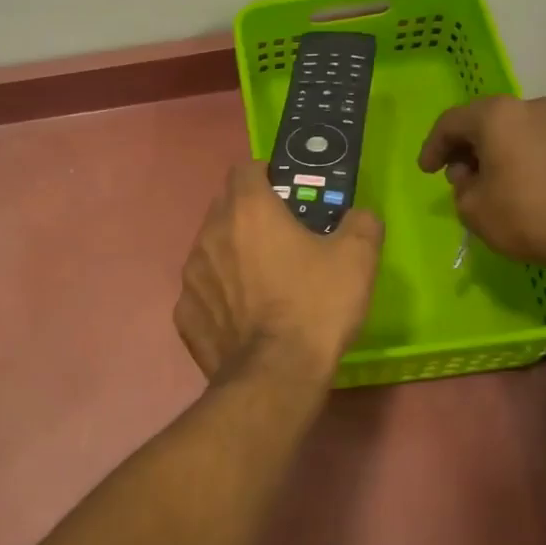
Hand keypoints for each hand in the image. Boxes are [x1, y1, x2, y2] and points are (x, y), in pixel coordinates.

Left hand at [174, 163, 383, 381]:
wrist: (276, 376)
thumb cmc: (316, 306)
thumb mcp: (358, 259)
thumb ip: (360, 223)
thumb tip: (357, 216)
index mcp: (248, 210)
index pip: (246, 169)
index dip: (268, 174)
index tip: (287, 193)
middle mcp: (210, 233)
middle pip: (226, 207)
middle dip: (250, 215)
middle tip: (282, 238)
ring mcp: (191, 275)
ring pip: (210, 248)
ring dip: (231, 255)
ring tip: (261, 282)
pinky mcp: (184, 312)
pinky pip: (203, 292)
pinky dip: (219, 296)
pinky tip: (242, 316)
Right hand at [417, 95, 545, 278]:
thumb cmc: (527, 216)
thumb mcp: (472, 208)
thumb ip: (461, 185)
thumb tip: (472, 174)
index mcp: (497, 116)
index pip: (451, 122)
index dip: (433, 146)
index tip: (426, 171)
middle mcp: (531, 107)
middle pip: (487, 121)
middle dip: (467, 146)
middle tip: (458, 175)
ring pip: (517, 131)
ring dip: (499, 151)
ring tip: (493, 182)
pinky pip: (543, 144)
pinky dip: (526, 158)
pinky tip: (525, 186)